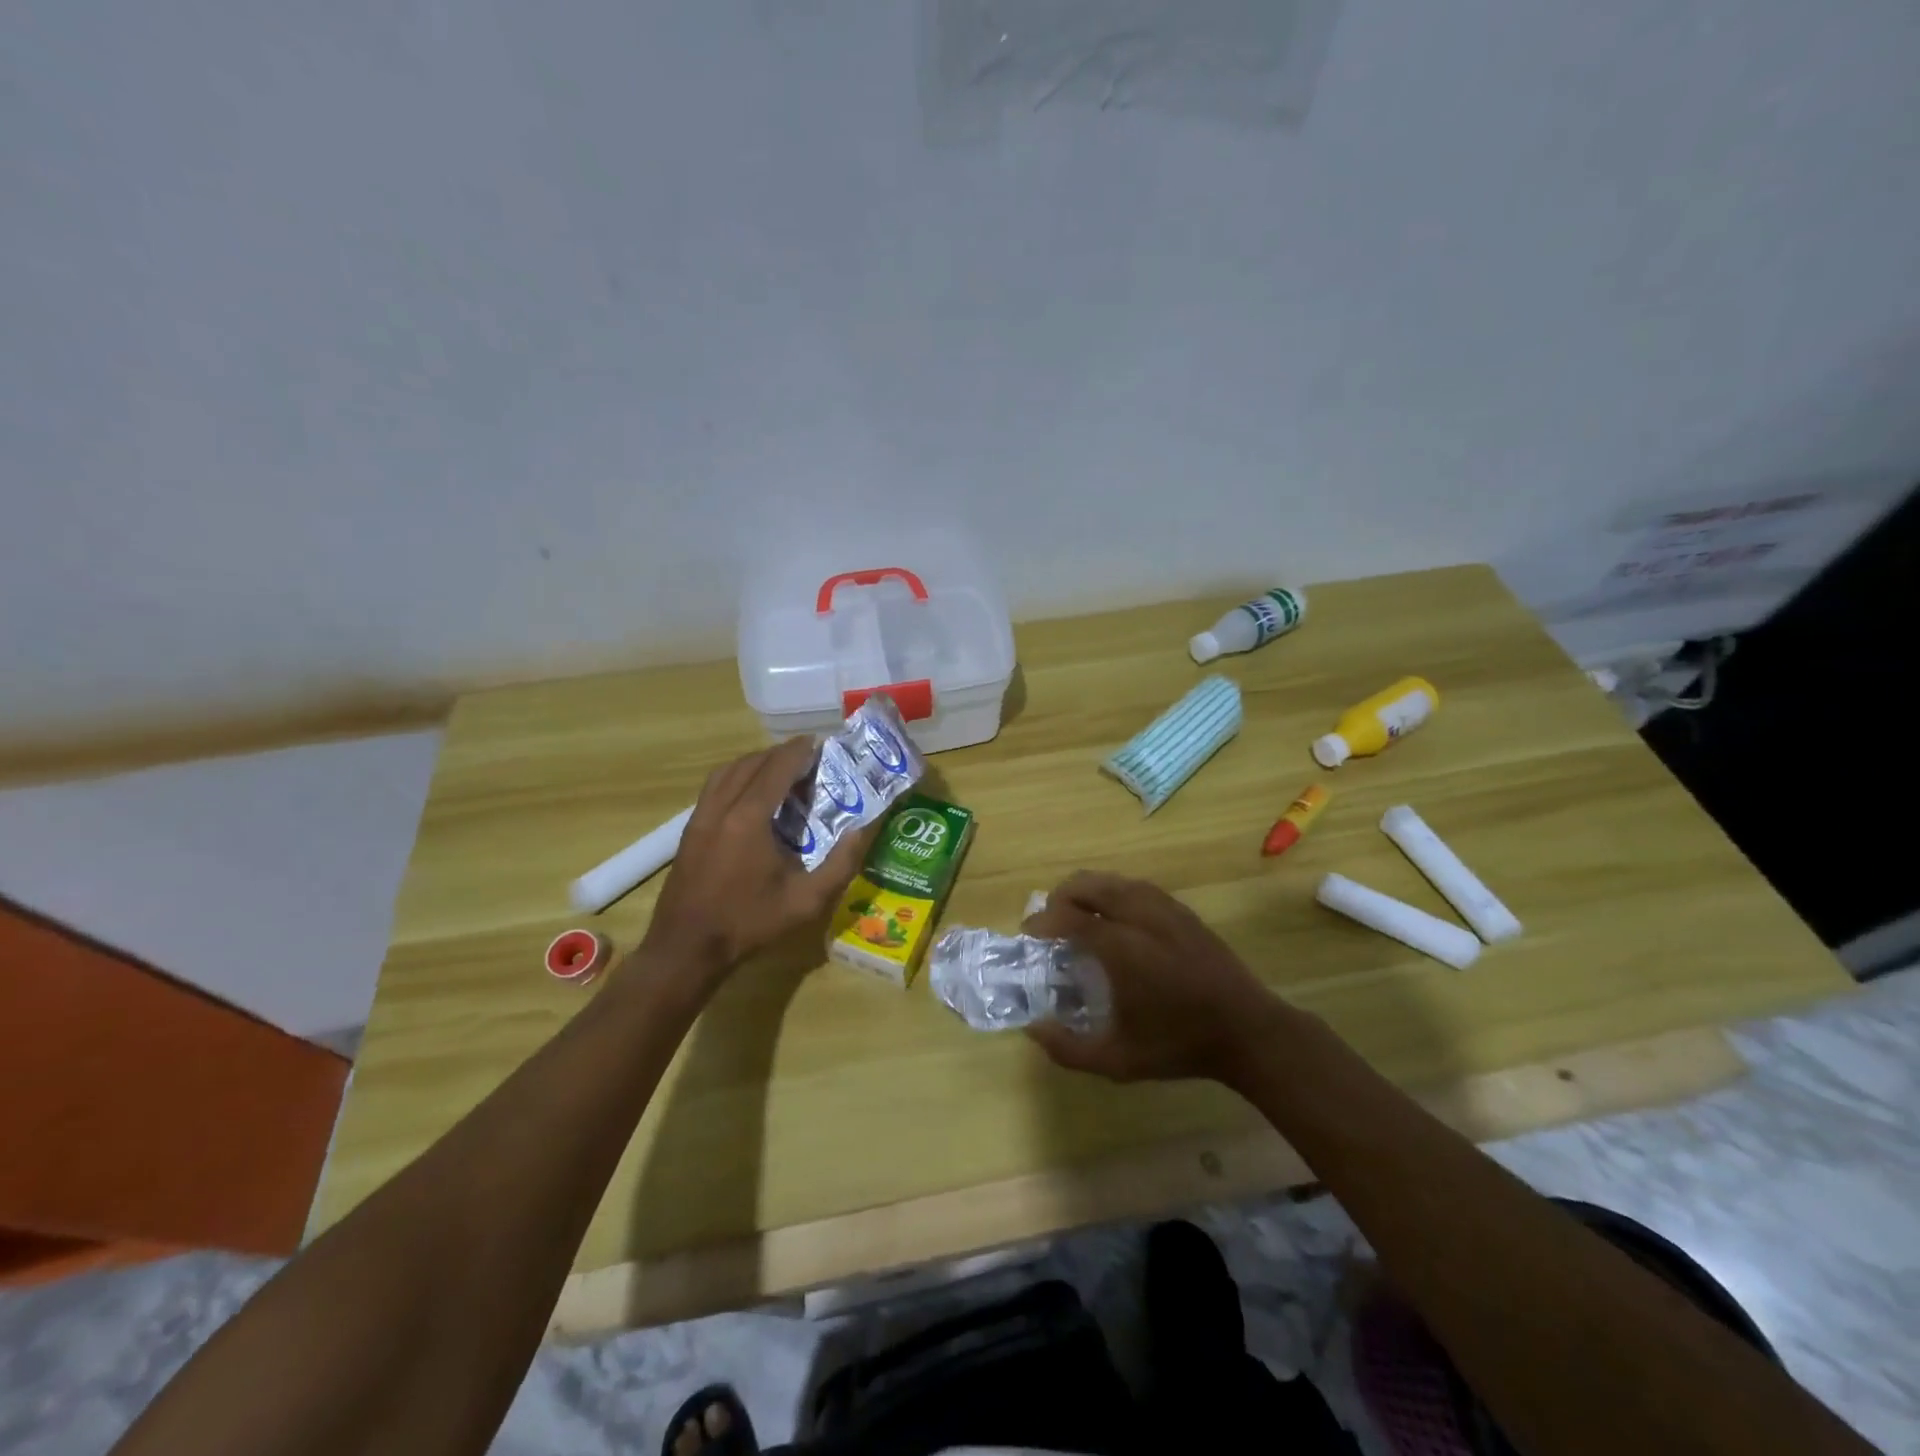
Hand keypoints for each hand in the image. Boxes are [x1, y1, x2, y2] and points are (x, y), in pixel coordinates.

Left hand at [642, 738, 872, 979]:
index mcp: (750, 818)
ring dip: (755, 762)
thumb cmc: (749, 923)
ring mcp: (701, 818)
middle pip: (751, 763)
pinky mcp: (690, 831)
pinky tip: (750, 794)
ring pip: (728, 771)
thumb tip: (864, 828)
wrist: (686, 948)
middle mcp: (722, 807)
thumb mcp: (806, 901)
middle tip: (807, 757)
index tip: (820, 743)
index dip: (799, 751)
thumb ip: (841, 863)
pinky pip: (714, 787)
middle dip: (780, 754)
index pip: (776, 768)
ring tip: (779, 769)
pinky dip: (736, 777)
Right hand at [1023, 871, 1288, 1086]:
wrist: (1247, 1030)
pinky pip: (1137, 887)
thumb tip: (1033, 1029)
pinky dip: (1115, 893)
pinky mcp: (1182, 910)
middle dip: (1061, 897)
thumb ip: (1068, 1049)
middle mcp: (1140, 916)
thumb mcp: (1118, 1061)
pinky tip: (1115, 917)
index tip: (1029, 934)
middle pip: (1088, 884)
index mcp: (1121, 947)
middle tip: (1050, 922)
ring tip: (1078, 916)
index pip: (1068, 917)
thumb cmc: (1180, 1045)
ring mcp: (1165, 908)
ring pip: (1114, 881)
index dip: (1042, 921)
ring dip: (1088, 892)